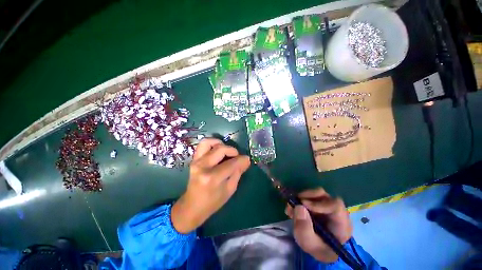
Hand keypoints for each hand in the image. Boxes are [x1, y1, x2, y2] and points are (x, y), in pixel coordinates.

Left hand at [171, 138, 250, 233]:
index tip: (247, 159)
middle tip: (237, 157)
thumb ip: (238, 172)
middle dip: (233, 151)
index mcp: (213, 178)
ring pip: (209, 142)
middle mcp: (203, 166)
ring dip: (221, 144)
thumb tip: (246, 160)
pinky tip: (218, 149)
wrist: (192, 206)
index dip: (242, 160)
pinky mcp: (193, 159)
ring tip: (226, 151)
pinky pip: (202, 144)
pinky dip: (212, 143)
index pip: (232, 163)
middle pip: (221, 149)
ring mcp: (196, 161)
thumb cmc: (213, 201)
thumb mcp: (230, 189)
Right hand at [285, 188, 351, 262]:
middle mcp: (337, 212)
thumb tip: (299, 206)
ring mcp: (328, 206)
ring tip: (290, 208)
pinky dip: (300, 200)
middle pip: (324, 196)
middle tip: (293, 203)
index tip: (303, 205)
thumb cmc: (319, 249)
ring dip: (301, 198)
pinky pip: (310, 197)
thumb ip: (304, 229)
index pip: (335, 205)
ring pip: (316, 194)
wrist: (321, 250)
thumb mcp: (310, 244)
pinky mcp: (320, 204)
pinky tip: (292, 209)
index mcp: (341, 223)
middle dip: (306, 197)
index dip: (318, 203)